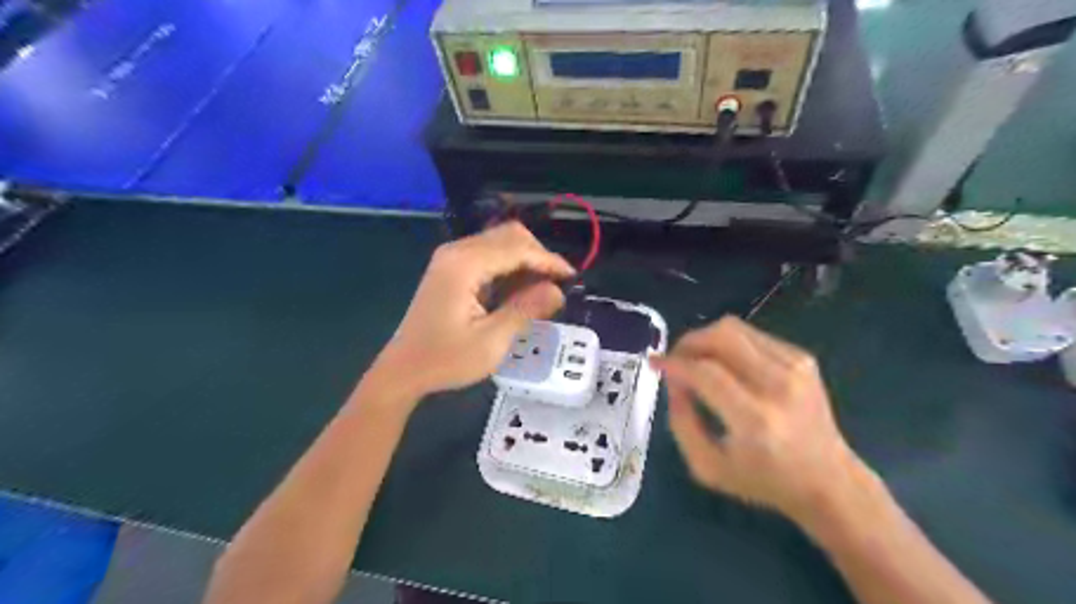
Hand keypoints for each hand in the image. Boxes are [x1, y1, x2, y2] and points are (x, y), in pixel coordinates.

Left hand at [369, 223, 571, 405]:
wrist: (403, 370)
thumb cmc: (445, 360)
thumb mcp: (491, 341)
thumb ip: (526, 311)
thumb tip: (558, 291)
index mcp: (464, 265)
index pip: (517, 248)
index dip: (548, 260)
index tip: (571, 278)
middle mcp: (456, 251)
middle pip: (509, 235)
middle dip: (538, 256)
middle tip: (555, 286)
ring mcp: (451, 257)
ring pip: (500, 241)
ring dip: (525, 260)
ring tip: (541, 290)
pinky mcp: (450, 268)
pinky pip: (488, 254)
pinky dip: (509, 266)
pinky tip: (518, 290)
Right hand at [652, 319, 867, 521]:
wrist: (828, 481)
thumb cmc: (763, 480)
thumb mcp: (707, 466)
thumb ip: (681, 422)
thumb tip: (674, 381)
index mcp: (754, 420)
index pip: (705, 372)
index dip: (674, 363)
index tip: (655, 364)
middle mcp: (778, 386)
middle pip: (722, 336)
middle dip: (688, 342)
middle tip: (675, 358)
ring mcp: (796, 368)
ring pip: (735, 328)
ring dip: (706, 339)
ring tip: (697, 359)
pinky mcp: (803, 359)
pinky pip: (752, 335)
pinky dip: (729, 343)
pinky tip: (726, 364)